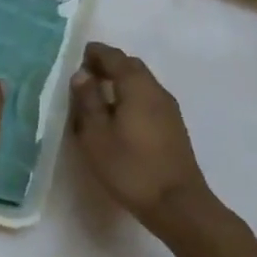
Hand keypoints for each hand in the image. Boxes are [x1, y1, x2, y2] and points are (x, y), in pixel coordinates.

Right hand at [69, 42, 213, 235]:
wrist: (177, 203)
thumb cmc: (130, 167)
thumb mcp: (97, 135)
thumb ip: (88, 101)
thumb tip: (82, 75)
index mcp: (137, 86)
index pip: (114, 57)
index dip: (96, 53)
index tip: (79, 55)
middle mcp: (156, 90)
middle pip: (131, 67)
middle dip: (109, 65)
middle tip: (86, 74)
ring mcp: (169, 109)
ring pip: (142, 83)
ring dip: (121, 82)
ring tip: (98, 96)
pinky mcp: (173, 127)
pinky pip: (148, 99)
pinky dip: (131, 97)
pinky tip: (119, 116)